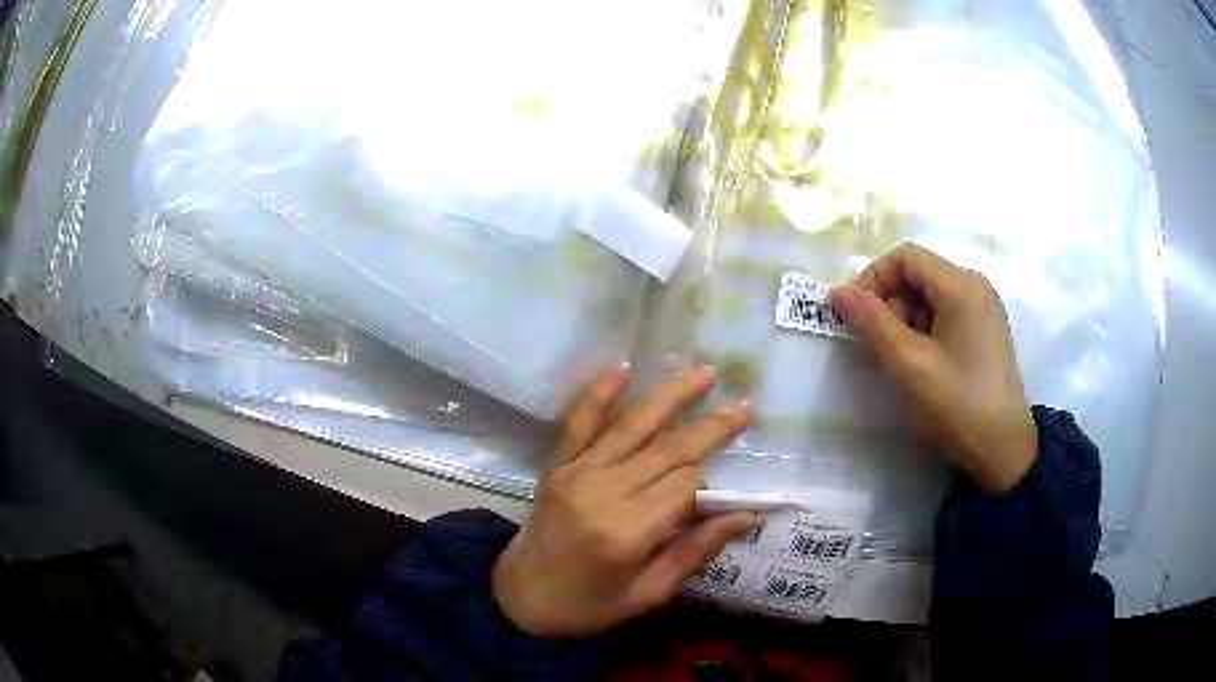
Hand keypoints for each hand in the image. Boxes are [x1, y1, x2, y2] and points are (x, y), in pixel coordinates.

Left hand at [492, 365, 757, 638]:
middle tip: (742, 406)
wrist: (521, 597)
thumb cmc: (590, 605)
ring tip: (705, 373)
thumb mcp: (649, 594)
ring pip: (632, 426)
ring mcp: (575, 473)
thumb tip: (746, 515)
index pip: (685, 485)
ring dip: (670, 396)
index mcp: (627, 533)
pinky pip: (578, 422)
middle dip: (708, 427)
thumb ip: (695, 551)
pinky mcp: (556, 465)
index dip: (707, 484)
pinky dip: (599, 393)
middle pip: (666, 449)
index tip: (714, 493)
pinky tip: (624, 368)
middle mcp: (602, 493)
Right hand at [830, 244, 1036, 493]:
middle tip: (881, 348)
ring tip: (902, 362)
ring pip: (930, 297)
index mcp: (961, 285)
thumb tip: (837, 291)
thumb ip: (872, 324)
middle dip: (890, 304)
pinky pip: (945, 316)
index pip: (905, 257)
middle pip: (918, 275)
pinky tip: (922, 365)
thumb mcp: (910, 365)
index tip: (856, 318)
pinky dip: (924, 332)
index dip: (873, 279)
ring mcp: (983, 310)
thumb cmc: (958, 405)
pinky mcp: (985, 332)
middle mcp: (975, 287)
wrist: (1003, 451)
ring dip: (906, 322)